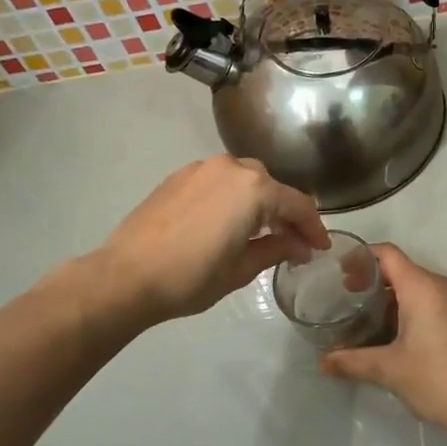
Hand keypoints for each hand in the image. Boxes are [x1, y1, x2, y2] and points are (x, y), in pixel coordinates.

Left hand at [97, 156, 329, 323]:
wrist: (126, 276)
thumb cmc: (192, 277)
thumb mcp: (242, 269)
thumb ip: (276, 250)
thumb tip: (299, 246)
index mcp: (254, 189)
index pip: (297, 204)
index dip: (313, 228)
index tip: (320, 249)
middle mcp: (230, 168)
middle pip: (271, 187)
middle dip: (286, 213)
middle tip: (292, 243)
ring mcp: (201, 169)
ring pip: (244, 180)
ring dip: (258, 203)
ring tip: (260, 233)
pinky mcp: (178, 177)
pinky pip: (218, 182)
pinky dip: (232, 199)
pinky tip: (227, 223)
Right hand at [320, 245, 446, 432]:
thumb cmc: (434, 379)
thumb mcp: (387, 369)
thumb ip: (351, 361)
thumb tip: (323, 362)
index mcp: (422, 287)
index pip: (388, 254)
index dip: (364, 258)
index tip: (344, 274)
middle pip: (406, 272)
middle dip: (379, 284)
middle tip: (355, 303)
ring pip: (427, 290)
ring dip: (402, 301)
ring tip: (380, 324)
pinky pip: (445, 306)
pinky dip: (426, 314)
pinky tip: (414, 341)